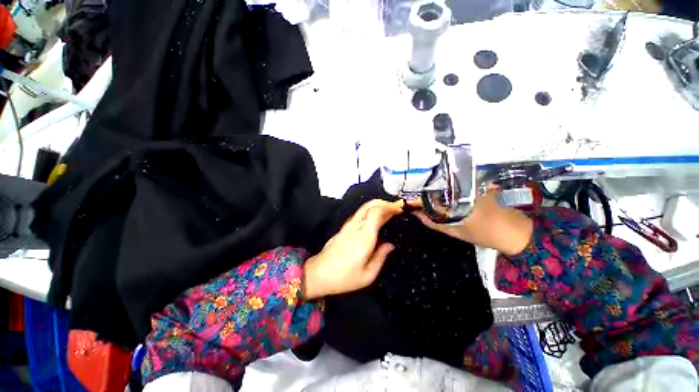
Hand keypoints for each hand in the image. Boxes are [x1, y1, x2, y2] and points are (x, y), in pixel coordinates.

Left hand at [303, 199, 403, 299]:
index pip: (376, 212)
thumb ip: (381, 257)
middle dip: (384, 203)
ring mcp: (347, 226)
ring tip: (388, 211)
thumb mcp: (368, 275)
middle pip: (370, 206)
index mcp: (364, 237)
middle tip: (396, 208)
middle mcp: (356, 227)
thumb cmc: (344, 278)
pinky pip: (358, 215)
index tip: (399, 209)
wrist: (318, 274)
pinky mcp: (343, 229)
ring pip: (363, 209)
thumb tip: (390, 245)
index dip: (389, 207)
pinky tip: (374, 219)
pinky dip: (369, 212)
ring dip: (376, 206)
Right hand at [410, 186, 533, 255]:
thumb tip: (416, 214)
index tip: (412, 193)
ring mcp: (473, 184)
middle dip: (428, 186)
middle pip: (440, 182)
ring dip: (438, 187)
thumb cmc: (485, 234)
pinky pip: (459, 184)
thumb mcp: (456, 231)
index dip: (421, 190)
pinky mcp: (479, 185)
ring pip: (449, 182)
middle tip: (418, 192)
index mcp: (459, 197)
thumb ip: (434, 223)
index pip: (434, 189)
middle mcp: (465, 186)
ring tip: (427, 192)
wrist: (516, 233)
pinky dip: (450, 188)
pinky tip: (444, 193)